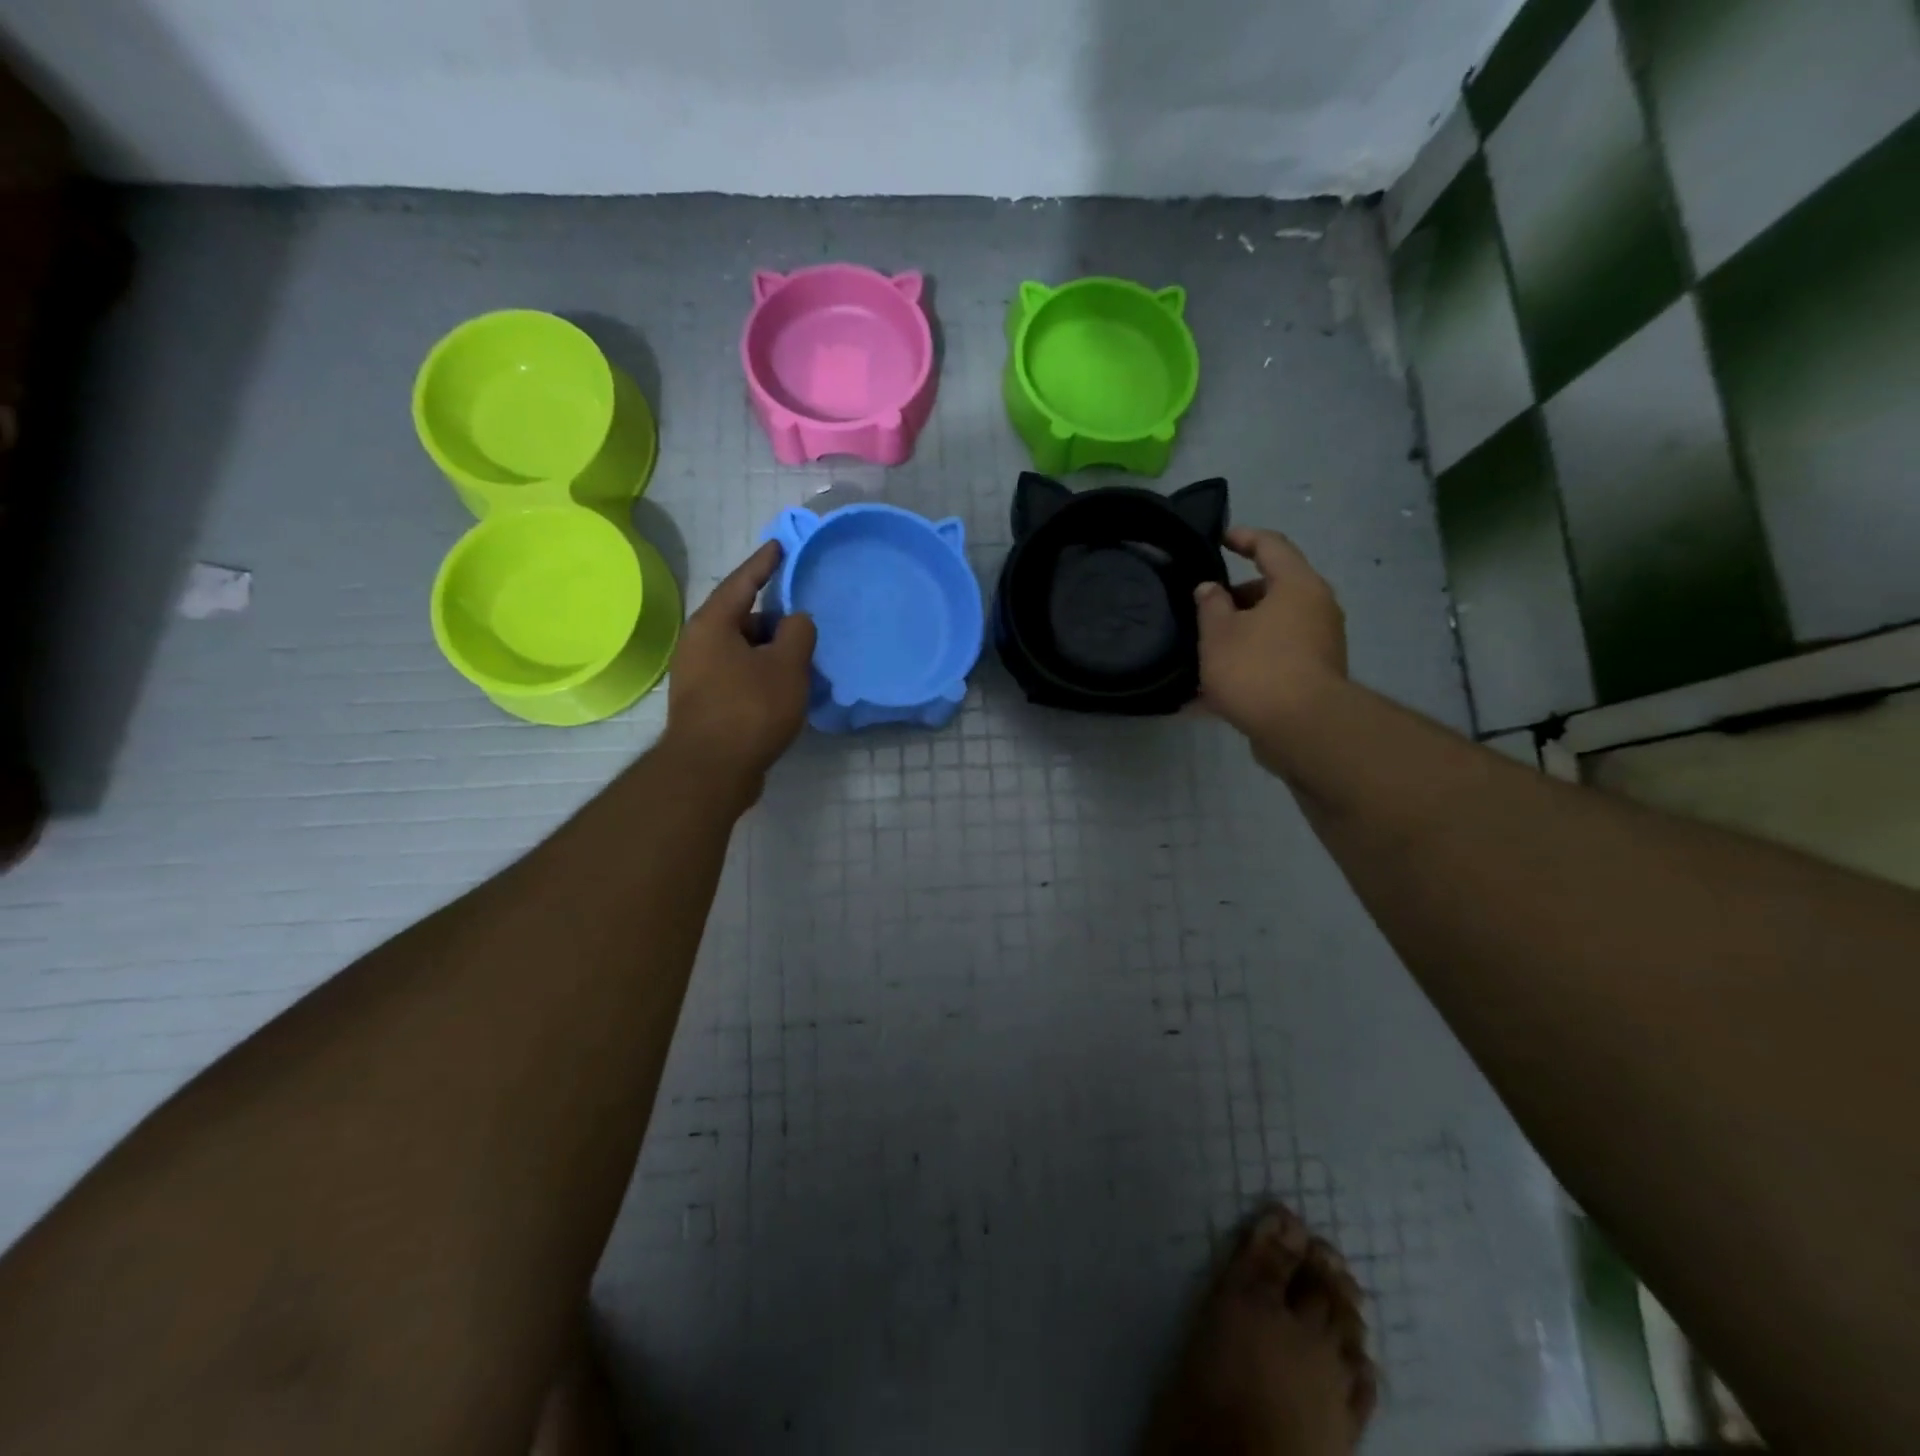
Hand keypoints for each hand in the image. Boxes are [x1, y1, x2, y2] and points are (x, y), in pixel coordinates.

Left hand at [662, 542, 816, 793]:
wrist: (711, 770)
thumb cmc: (750, 709)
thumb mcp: (786, 666)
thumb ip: (798, 633)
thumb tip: (796, 620)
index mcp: (712, 625)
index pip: (742, 583)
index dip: (764, 563)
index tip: (780, 546)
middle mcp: (698, 645)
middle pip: (742, 619)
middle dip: (773, 618)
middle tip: (804, 619)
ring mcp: (698, 677)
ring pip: (741, 651)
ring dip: (770, 651)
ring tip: (802, 657)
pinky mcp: (705, 705)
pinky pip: (738, 676)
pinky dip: (762, 675)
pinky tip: (785, 688)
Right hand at [1195, 527, 1347, 765]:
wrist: (1303, 730)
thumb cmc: (1257, 668)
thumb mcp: (1218, 633)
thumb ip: (1210, 605)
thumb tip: (1210, 589)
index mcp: (1297, 586)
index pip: (1272, 546)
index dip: (1244, 537)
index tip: (1221, 539)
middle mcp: (1317, 609)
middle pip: (1275, 590)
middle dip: (1238, 598)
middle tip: (1206, 608)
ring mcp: (1320, 645)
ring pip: (1274, 628)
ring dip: (1241, 635)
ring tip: (1206, 652)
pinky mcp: (1315, 676)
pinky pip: (1276, 658)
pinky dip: (1250, 663)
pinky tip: (1216, 692)